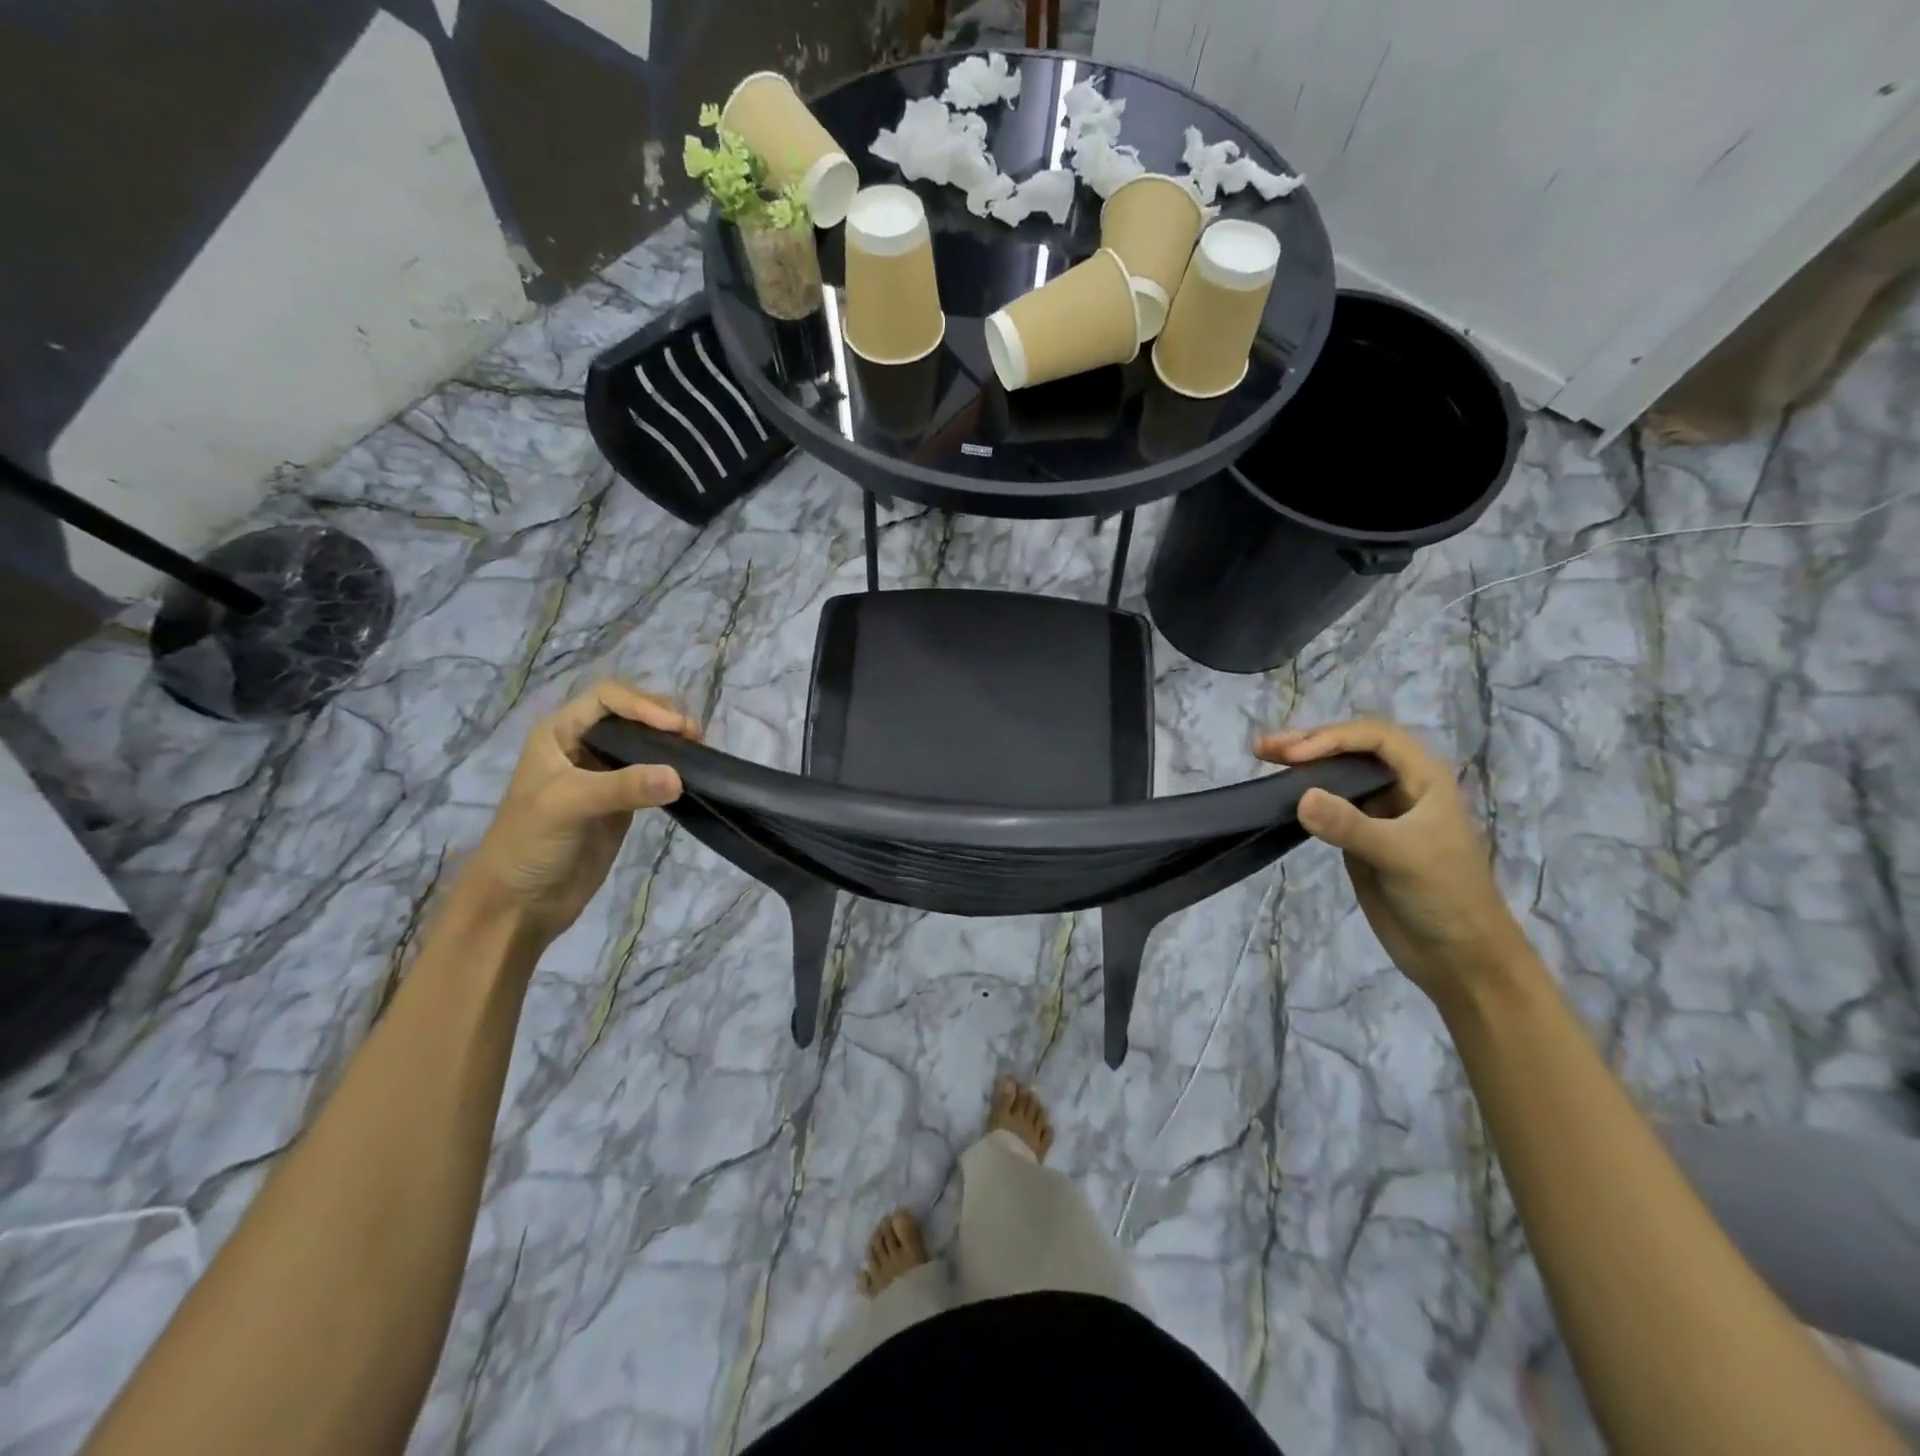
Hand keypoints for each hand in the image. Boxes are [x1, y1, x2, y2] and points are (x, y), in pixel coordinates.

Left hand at [458, 681, 696, 940]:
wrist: (520, 903)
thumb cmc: (529, 843)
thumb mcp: (568, 805)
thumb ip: (623, 787)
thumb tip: (680, 776)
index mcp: (559, 733)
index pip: (608, 698)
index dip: (643, 705)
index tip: (675, 727)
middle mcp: (583, 745)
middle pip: (632, 715)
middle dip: (663, 719)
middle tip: (694, 738)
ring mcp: (605, 774)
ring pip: (645, 743)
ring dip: (672, 743)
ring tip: (699, 752)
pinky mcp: (623, 802)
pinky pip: (653, 775)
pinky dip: (673, 771)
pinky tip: (690, 776)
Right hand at [1256, 719, 1532, 1005]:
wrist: (1460, 957)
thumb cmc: (1446, 896)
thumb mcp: (1401, 856)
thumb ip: (1350, 826)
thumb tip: (1300, 797)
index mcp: (1424, 778)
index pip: (1374, 738)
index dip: (1332, 738)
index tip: (1293, 756)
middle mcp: (1401, 787)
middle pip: (1351, 750)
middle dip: (1308, 743)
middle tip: (1263, 748)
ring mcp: (1378, 813)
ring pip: (1336, 775)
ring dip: (1300, 766)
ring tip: (1262, 759)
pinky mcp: (1359, 839)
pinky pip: (1327, 807)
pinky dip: (1302, 796)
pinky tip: (1280, 796)